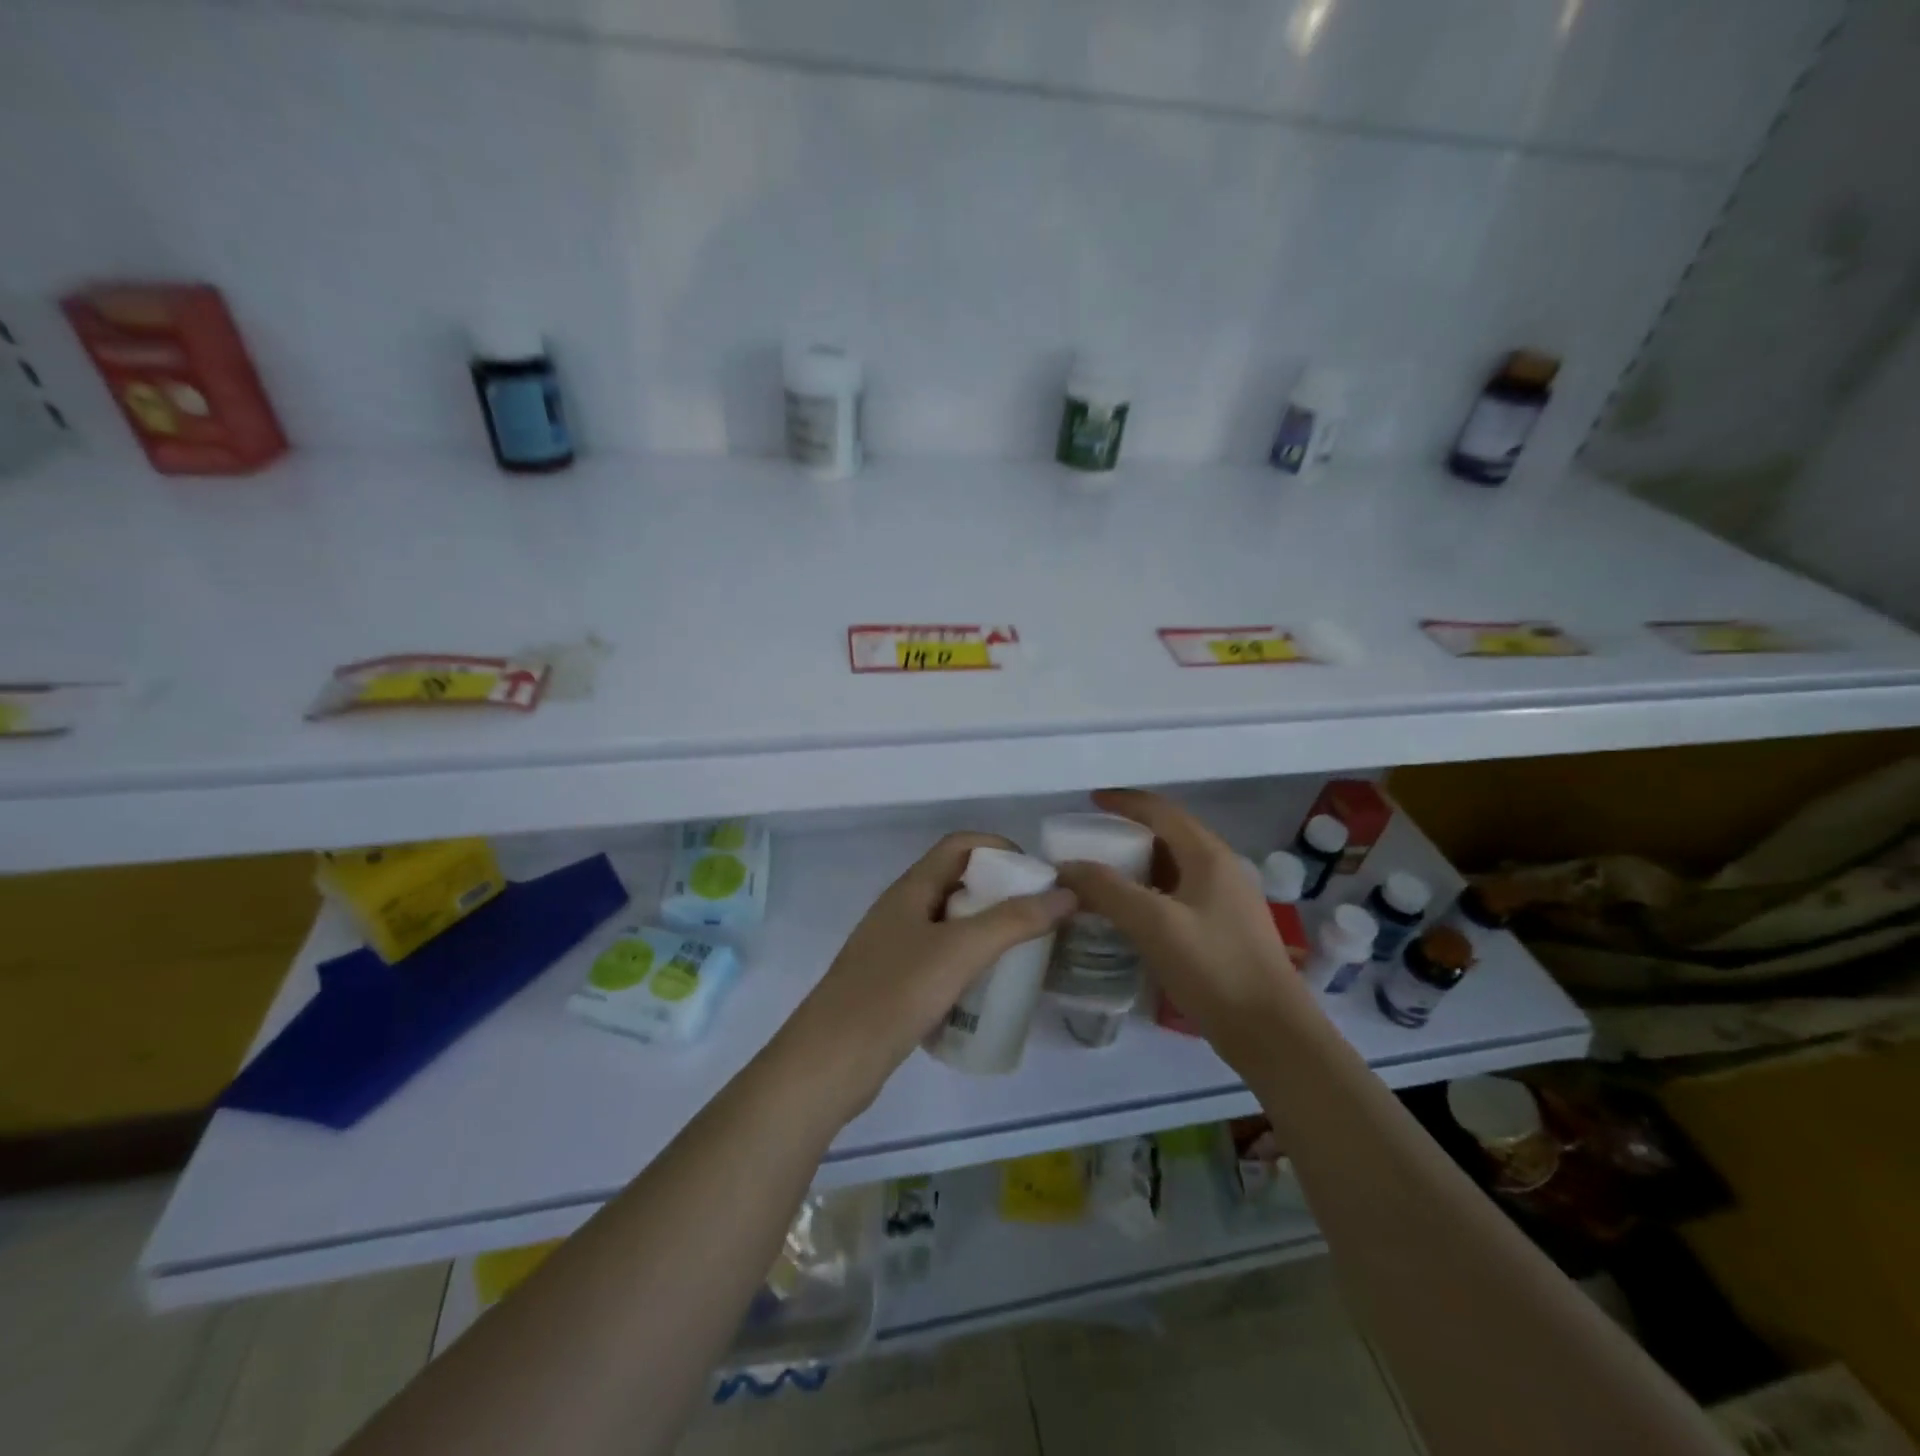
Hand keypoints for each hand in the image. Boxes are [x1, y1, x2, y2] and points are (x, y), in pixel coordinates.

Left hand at [773, 832, 1076, 1120]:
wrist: (831, 1062)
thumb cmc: (895, 993)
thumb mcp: (960, 951)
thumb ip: (1014, 921)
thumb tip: (1066, 894)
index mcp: (911, 888)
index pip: (960, 845)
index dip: (1000, 849)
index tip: (1038, 877)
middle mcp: (902, 909)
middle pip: (958, 882)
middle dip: (1001, 893)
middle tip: (1040, 919)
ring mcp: (895, 948)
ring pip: (950, 924)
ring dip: (987, 930)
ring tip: (1024, 954)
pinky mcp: (894, 984)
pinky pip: (941, 959)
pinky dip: (969, 963)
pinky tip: (989, 989)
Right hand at [1052, 790, 1318, 1075]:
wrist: (1271, 1033)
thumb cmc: (1214, 968)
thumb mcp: (1154, 924)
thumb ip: (1107, 890)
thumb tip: (1067, 866)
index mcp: (1209, 856)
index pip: (1161, 810)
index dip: (1124, 802)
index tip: (1090, 800)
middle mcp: (1222, 868)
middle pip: (1169, 835)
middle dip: (1128, 833)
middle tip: (1090, 843)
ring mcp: (1227, 900)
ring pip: (1175, 867)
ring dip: (1138, 865)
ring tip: (1102, 877)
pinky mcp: (1225, 929)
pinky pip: (1180, 894)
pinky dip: (1151, 893)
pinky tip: (1132, 915)